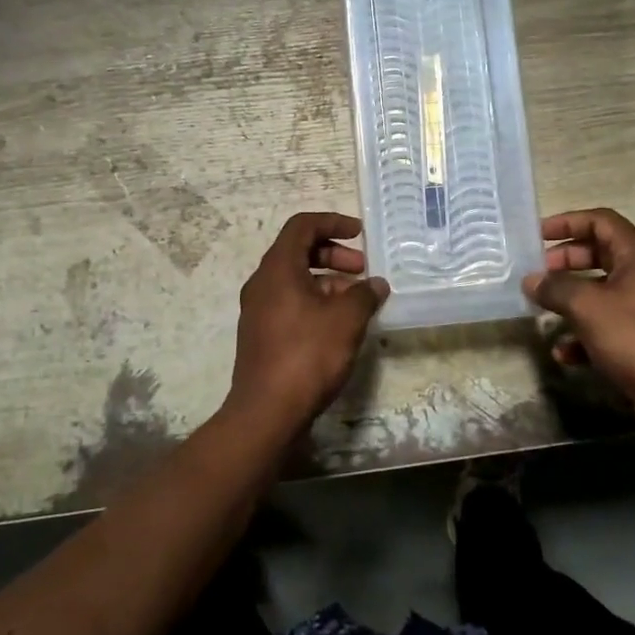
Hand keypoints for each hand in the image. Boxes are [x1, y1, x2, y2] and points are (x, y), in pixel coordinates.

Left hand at [225, 212, 388, 430]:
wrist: (267, 411)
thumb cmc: (307, 355)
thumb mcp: (346, 320)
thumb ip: (365, 295)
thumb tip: (376, 285)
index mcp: (277, 269)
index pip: (302, 226)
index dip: (332, 222)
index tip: (359, 233)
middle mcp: (262, 283)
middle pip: (298, 251)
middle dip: (333, 255)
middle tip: (362, 270)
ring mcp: (258, 310)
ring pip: (295, 280)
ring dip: (328, 281)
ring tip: (357, 301)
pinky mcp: (261, 334)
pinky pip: (290, 303)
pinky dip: (315, 302)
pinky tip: (339, 326)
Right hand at [525, 209, 634, 433]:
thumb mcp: (588, 307)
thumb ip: (556, 288)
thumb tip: (532, 280)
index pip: (601, 221)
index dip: (568, 222)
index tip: (538, 235)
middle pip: (600, 253)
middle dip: (565, 261)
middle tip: (537, 272)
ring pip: (601, 291)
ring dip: (570, 298)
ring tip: (542, 308)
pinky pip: (607, 325)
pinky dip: (584, 333)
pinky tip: (563, 352)